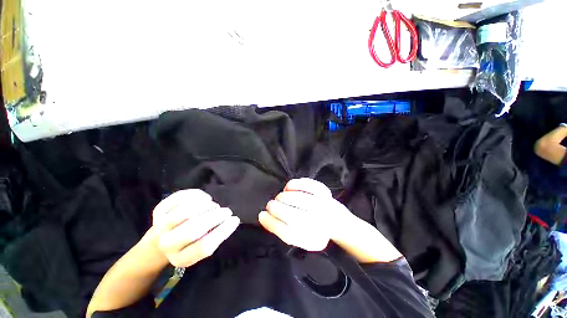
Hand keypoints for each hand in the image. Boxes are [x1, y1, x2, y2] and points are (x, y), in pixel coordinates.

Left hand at [151, 189, 239, 266]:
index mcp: (181, 258)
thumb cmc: (190, 242)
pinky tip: (204, 198)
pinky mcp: (159, 210)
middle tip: (227, 211)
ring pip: (185, 212)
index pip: (203, 246)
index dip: (222, 231)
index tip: (235, 219)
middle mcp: (167, 244)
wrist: (163, 237)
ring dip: (206, 206)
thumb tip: (233, 220)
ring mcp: (160, 226)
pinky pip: (180, 198)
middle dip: (215, 216)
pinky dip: (197, 195)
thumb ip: (217, 236)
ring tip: (214, 206)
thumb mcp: (203, 246)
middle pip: (192, 230)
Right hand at [259, 178, 353, 250]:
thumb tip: (262, 217)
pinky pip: (307, 185)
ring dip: (284, 197)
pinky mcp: (325, 192)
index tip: (261, 215)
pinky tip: (289, 188)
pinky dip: (295, 184)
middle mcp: (322, 225)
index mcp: (313, 240)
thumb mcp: (297, 236)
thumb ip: (280, 229)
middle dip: (277, 209)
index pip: (289, 235)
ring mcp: (325, 206)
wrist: (335, 219)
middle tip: (270, 205)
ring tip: (279, 198)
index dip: (272, 224)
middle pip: (295, 218)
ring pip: (301, 200)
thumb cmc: (311, 228)